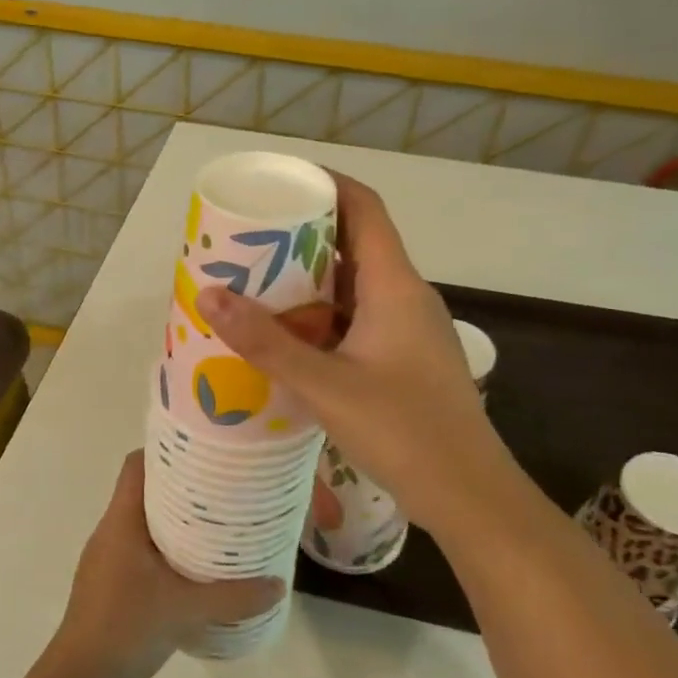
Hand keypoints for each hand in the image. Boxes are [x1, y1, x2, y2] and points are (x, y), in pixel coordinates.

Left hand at [49, 452, 284, 677]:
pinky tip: (204, 576)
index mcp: (120, 522)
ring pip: (149, 531)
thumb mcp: (184, 609)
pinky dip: (174, 560)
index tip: (203, 450)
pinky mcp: (119, 593)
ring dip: (181, 528)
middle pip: (146, 495)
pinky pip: (149, 562)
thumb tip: (278, 585)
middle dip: (184, 490)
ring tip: (223, 529)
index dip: (164, 451)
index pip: (135, 466)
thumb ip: (233, 595)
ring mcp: (113, 565)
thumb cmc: (125, 628)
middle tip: (226, 490)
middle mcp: (113, 535)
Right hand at [198, 174, 515, 523]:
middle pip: (355, 242)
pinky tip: (288, 334)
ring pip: (354, 284)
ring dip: (309, 278)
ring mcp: (408, 329)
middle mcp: (405, 296)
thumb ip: (266, 343)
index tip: (277, 182)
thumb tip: (208, 296)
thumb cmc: (404, 431)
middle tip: (249, 237)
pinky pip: (357, 317)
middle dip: (303, 233)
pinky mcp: (403, 358)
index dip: (325, 183)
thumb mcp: (325, 386)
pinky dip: (321, 314)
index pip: (364, 207)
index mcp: (395, 285)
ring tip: (256, 281)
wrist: (469, 496)